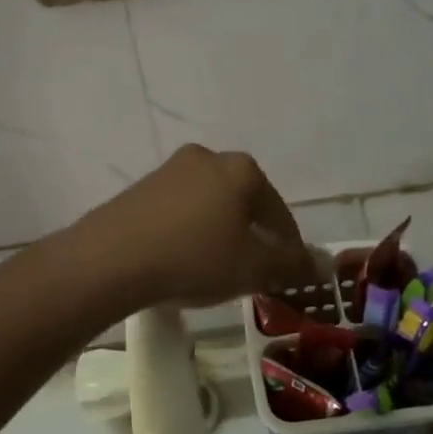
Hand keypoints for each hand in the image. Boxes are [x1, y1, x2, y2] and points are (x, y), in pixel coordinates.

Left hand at [76, 145, 317, 307]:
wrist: (110, 259)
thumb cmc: (194, 258)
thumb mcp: (252, 268)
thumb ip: (291, 265)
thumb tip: (322, 265)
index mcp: (241, 170)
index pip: (279, 212)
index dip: (289, 247)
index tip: (289, 274)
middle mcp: (207, 159)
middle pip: (244, 203)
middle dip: (253, 237)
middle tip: (254, 272)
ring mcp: (169, 170)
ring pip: (210, 206)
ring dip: (220, 234)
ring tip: (218, 270)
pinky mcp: (139, 189)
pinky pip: (179, 212)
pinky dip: (190, 234)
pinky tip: (183, 261)